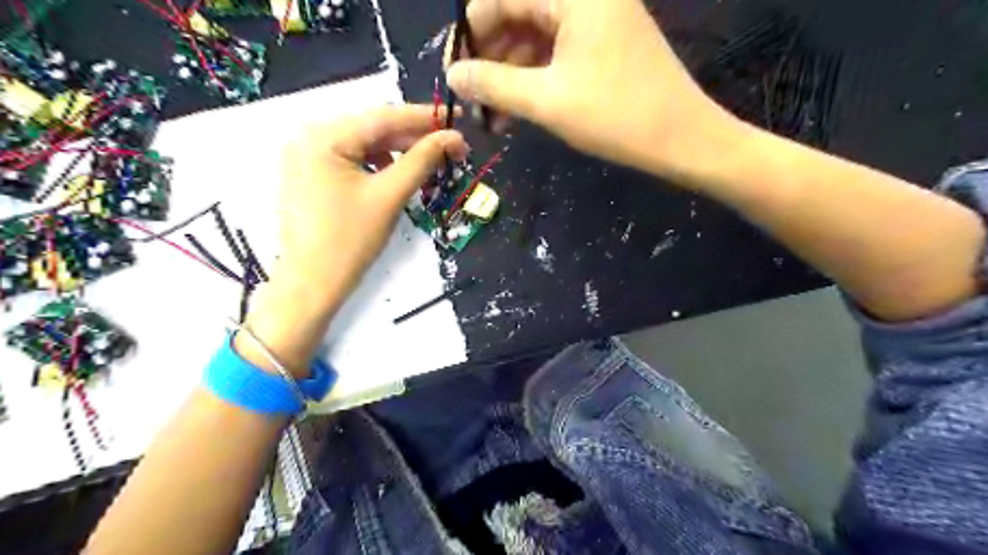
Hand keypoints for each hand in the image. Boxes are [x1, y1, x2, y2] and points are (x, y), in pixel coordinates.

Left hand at [275, 104, 465, 303]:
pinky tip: (399, 173)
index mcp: (324, 137)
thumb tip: (453, 137)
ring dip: (399, 151)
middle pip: (373, 129)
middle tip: (452, 148)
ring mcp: (307, 157)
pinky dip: (379, 164)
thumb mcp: (389, 197)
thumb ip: (422, 161)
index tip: (458, 119)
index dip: (425, 117)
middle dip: (414, 137)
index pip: (383, 117)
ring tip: (430, 162)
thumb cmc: (350, 241)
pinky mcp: (311, 175)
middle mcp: (310, 137)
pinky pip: (352, 160)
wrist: (312, 285)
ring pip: (364, 145)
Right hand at [450, 0, 740, 176]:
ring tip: (494, 115)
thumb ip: (493, 84)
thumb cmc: (615, 116)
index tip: (454, 76)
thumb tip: (453, 76)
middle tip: (475, 102)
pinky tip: (519, 108)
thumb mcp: (546, 100)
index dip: (470, 37)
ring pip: (535, 36)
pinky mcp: (604, 42)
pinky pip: (557, 51)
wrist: (682, 138)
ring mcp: (597, 17)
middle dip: (490, 59)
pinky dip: (535, 77)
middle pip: (517, 15)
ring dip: (510, 73)